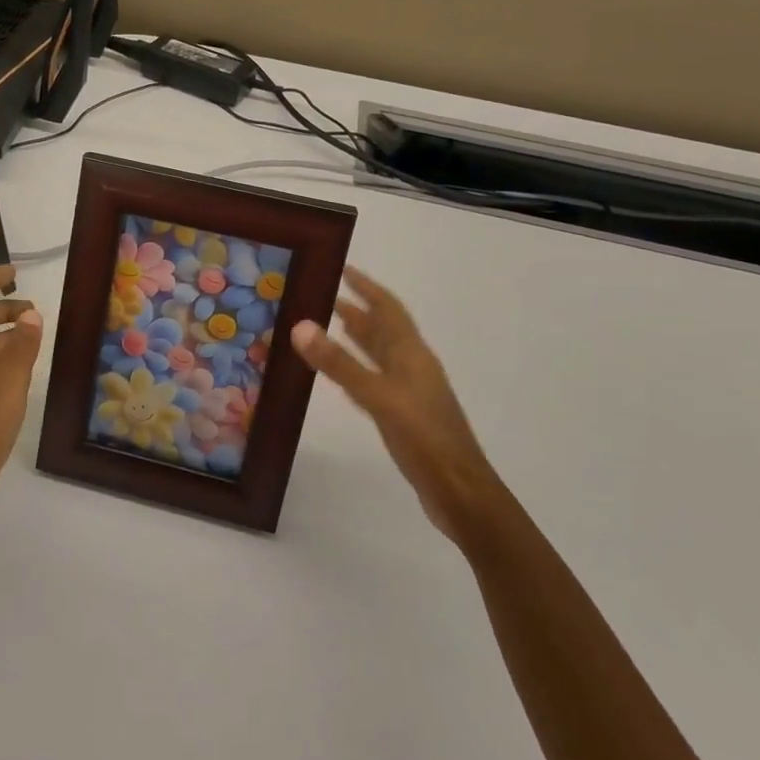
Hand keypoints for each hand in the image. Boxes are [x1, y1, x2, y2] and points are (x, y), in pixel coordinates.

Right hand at [290, 267, 498, 543]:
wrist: (460, 492)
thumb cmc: (423, 437)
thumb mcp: (377, 396)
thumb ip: (339, 363)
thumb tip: (300, 325)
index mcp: (411, 354)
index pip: (387, 308)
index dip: (367, 287)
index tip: (341, 268)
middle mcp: (412, 366)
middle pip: (382, 329)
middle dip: (355, 310)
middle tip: (321, 295)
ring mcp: (410, 392)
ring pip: (378, 354)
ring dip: (355, 337)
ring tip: (325, 325)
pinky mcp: (404, 415)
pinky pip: (374, 379)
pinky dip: (356, 368)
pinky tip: (341, 375)